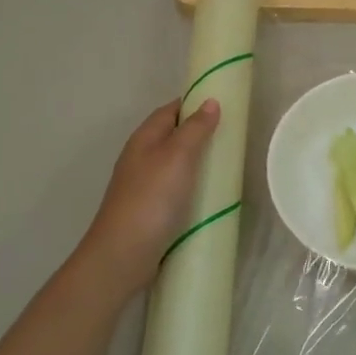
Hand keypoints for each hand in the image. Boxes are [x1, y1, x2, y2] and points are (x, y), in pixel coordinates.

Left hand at [78, 99, 221, 287]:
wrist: (123, 254)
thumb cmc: (151, 198)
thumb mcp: (177, 156)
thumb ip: (195, 128)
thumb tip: (210, 101)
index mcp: (144, 138)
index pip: (170, 110)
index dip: (194, 104)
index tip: (224, 106)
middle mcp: (140, 157)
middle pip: (172, 136)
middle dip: (199, 133)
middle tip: (232, 137)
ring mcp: (143, 184)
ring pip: (174, 163)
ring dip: (197, 161)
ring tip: (227, 165)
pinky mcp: (150, 209)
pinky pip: (175, 187)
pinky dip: (192, 185)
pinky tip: (209, 195)